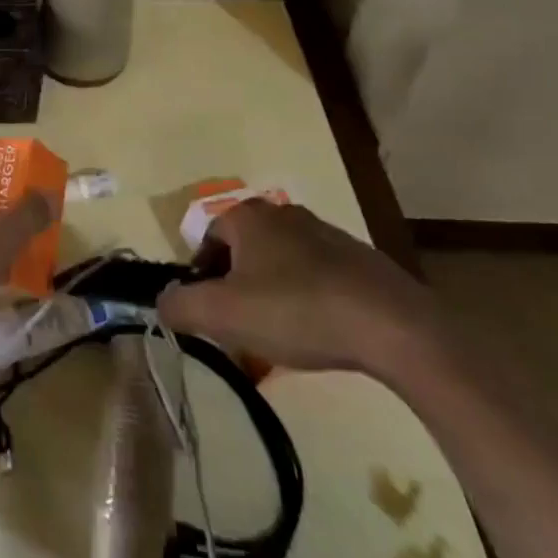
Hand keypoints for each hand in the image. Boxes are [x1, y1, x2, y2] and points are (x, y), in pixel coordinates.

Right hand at [155, 200, 432, 373]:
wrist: (394, 327)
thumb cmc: (296, 310)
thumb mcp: (222, 314)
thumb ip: (179, 305)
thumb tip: (163, 303)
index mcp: (249, 217)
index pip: (208, 240)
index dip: (200, 278)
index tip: (208, 314)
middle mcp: (285, 215)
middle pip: (244, 255)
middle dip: (236, 292)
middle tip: (239, 331)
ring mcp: (328, 236)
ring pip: (281, 269)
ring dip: (271, 301)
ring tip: (278, 342)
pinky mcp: (361, 263)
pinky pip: (317, 282)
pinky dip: (308, 306)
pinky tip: (317, 338)